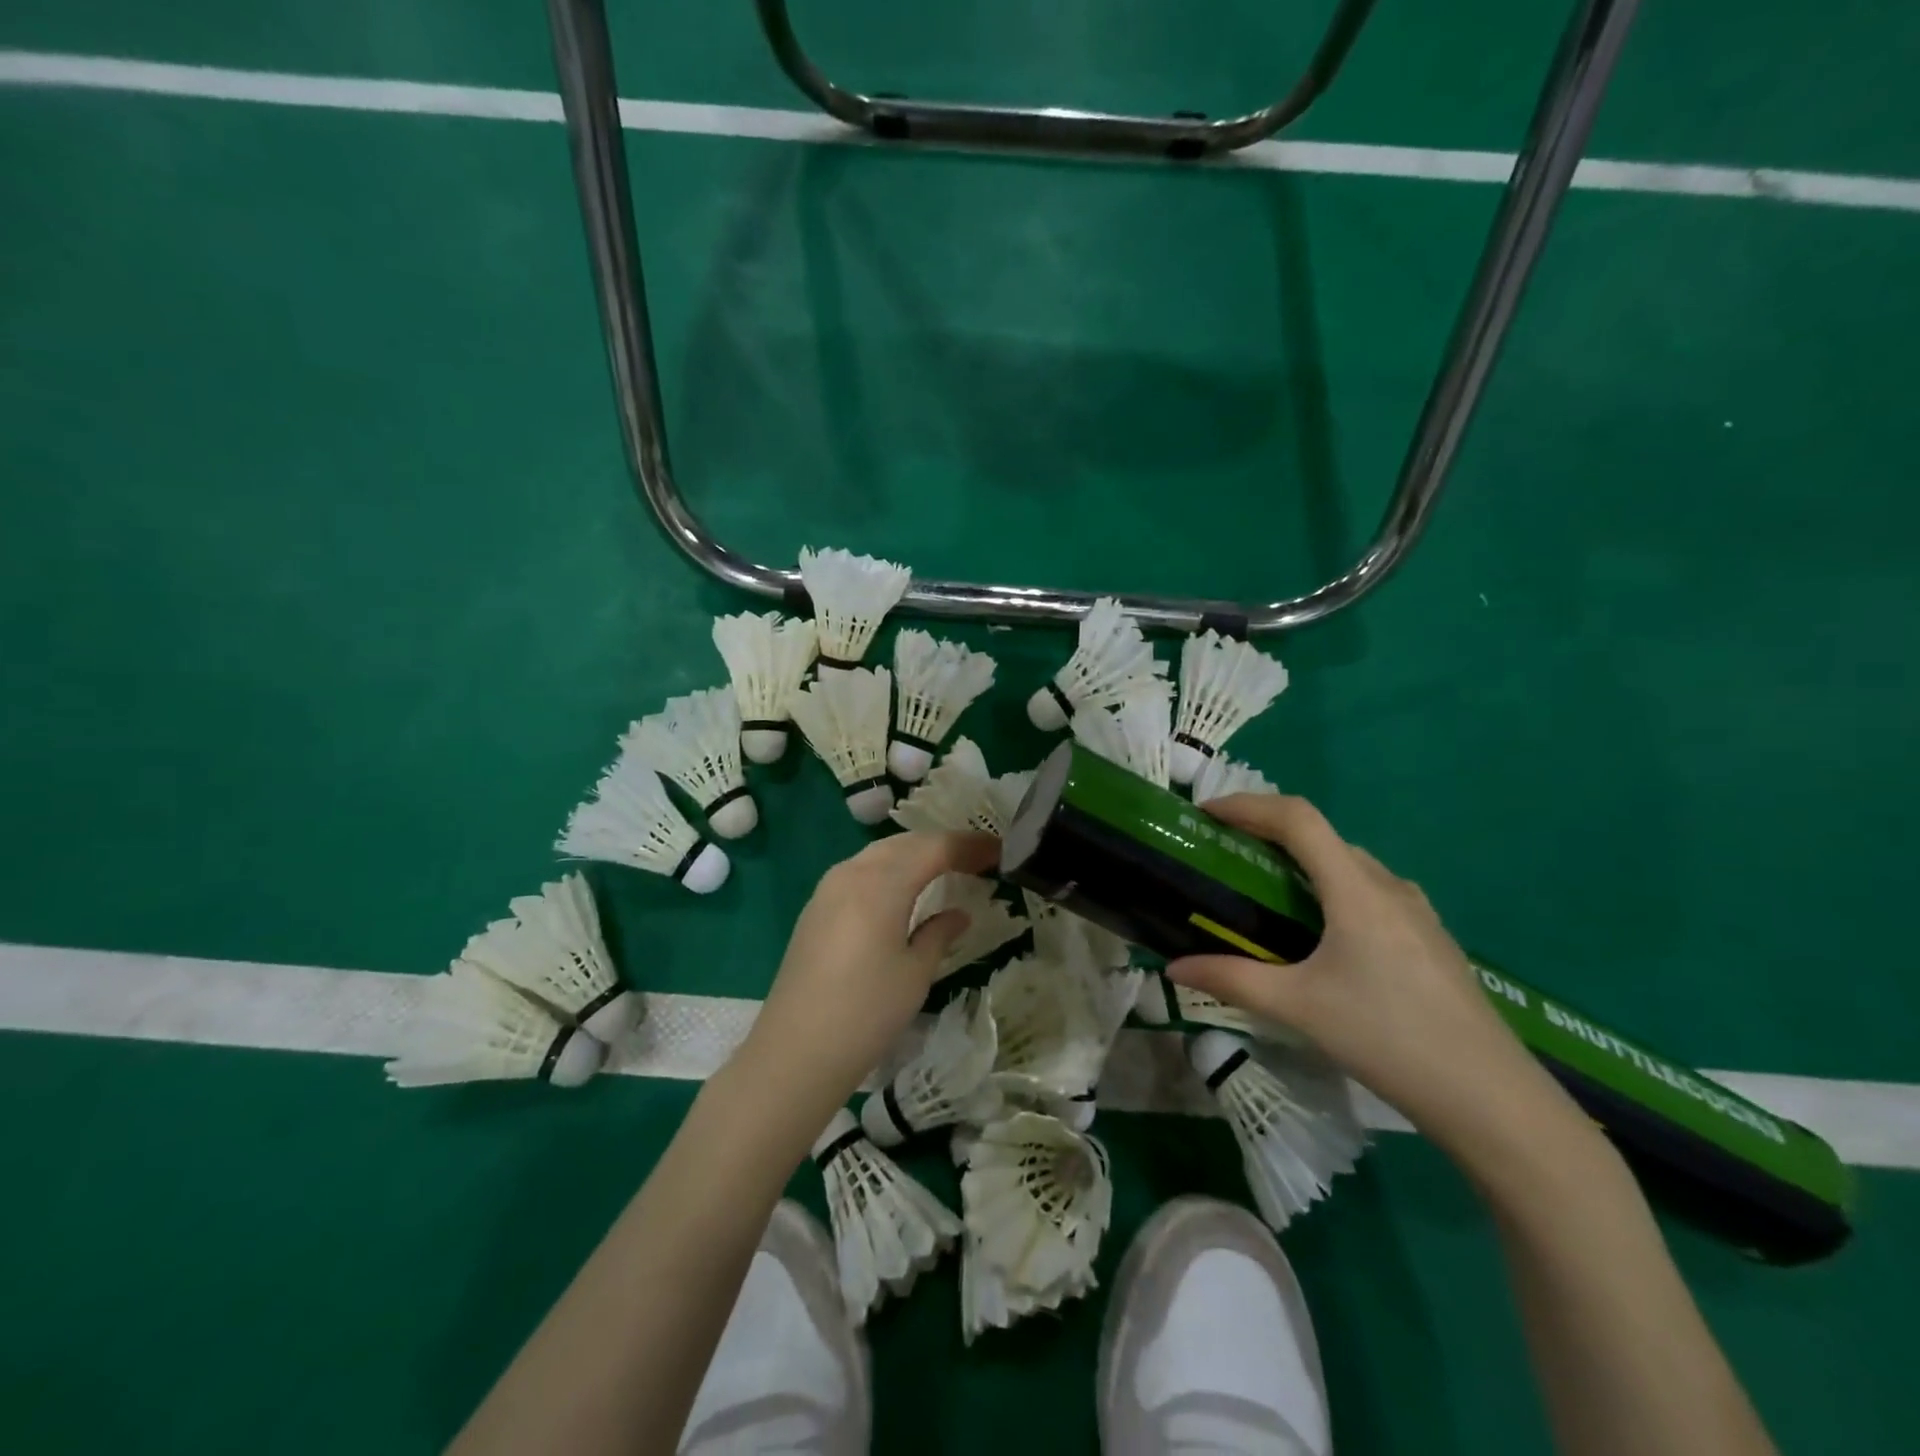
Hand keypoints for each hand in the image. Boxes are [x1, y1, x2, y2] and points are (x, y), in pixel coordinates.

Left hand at [736, 830, 998, 1121]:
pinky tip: (903, 890)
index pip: (934, 848)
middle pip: (905, 843)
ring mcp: (828, 889)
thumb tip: (958, 914)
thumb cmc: (866, 1013)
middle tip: (977, 858)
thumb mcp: (915, 973)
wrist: (795, 1052)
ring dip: (914, 854)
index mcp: (881, 883)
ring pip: (879, 854)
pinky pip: (860, 871)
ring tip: (945, 868)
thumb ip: (939, 934)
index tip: (999, 851)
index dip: (969, 846)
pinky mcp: (816, 908)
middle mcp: (852, 873)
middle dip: (942, 845)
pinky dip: (890, 870)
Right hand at [1168, 794, 1582, 1163]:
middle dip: (1268, 832)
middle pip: (1322, 836)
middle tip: (1226, 852)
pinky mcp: (1430, 938)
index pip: (1297, 819)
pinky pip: (1371, 891)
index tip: (1207, 813)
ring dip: (1303, 860)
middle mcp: (1389, 887)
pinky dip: (1332, 886)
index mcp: (1356, 890)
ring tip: (1266, 888)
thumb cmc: (1388, 1039)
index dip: (1248, 805)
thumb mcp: (1299, 1008)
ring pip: (1349, 863)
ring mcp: (1417, 912)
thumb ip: (1231, 980)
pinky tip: (1322, 931)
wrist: (1492, 1100)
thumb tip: (1173, 969)